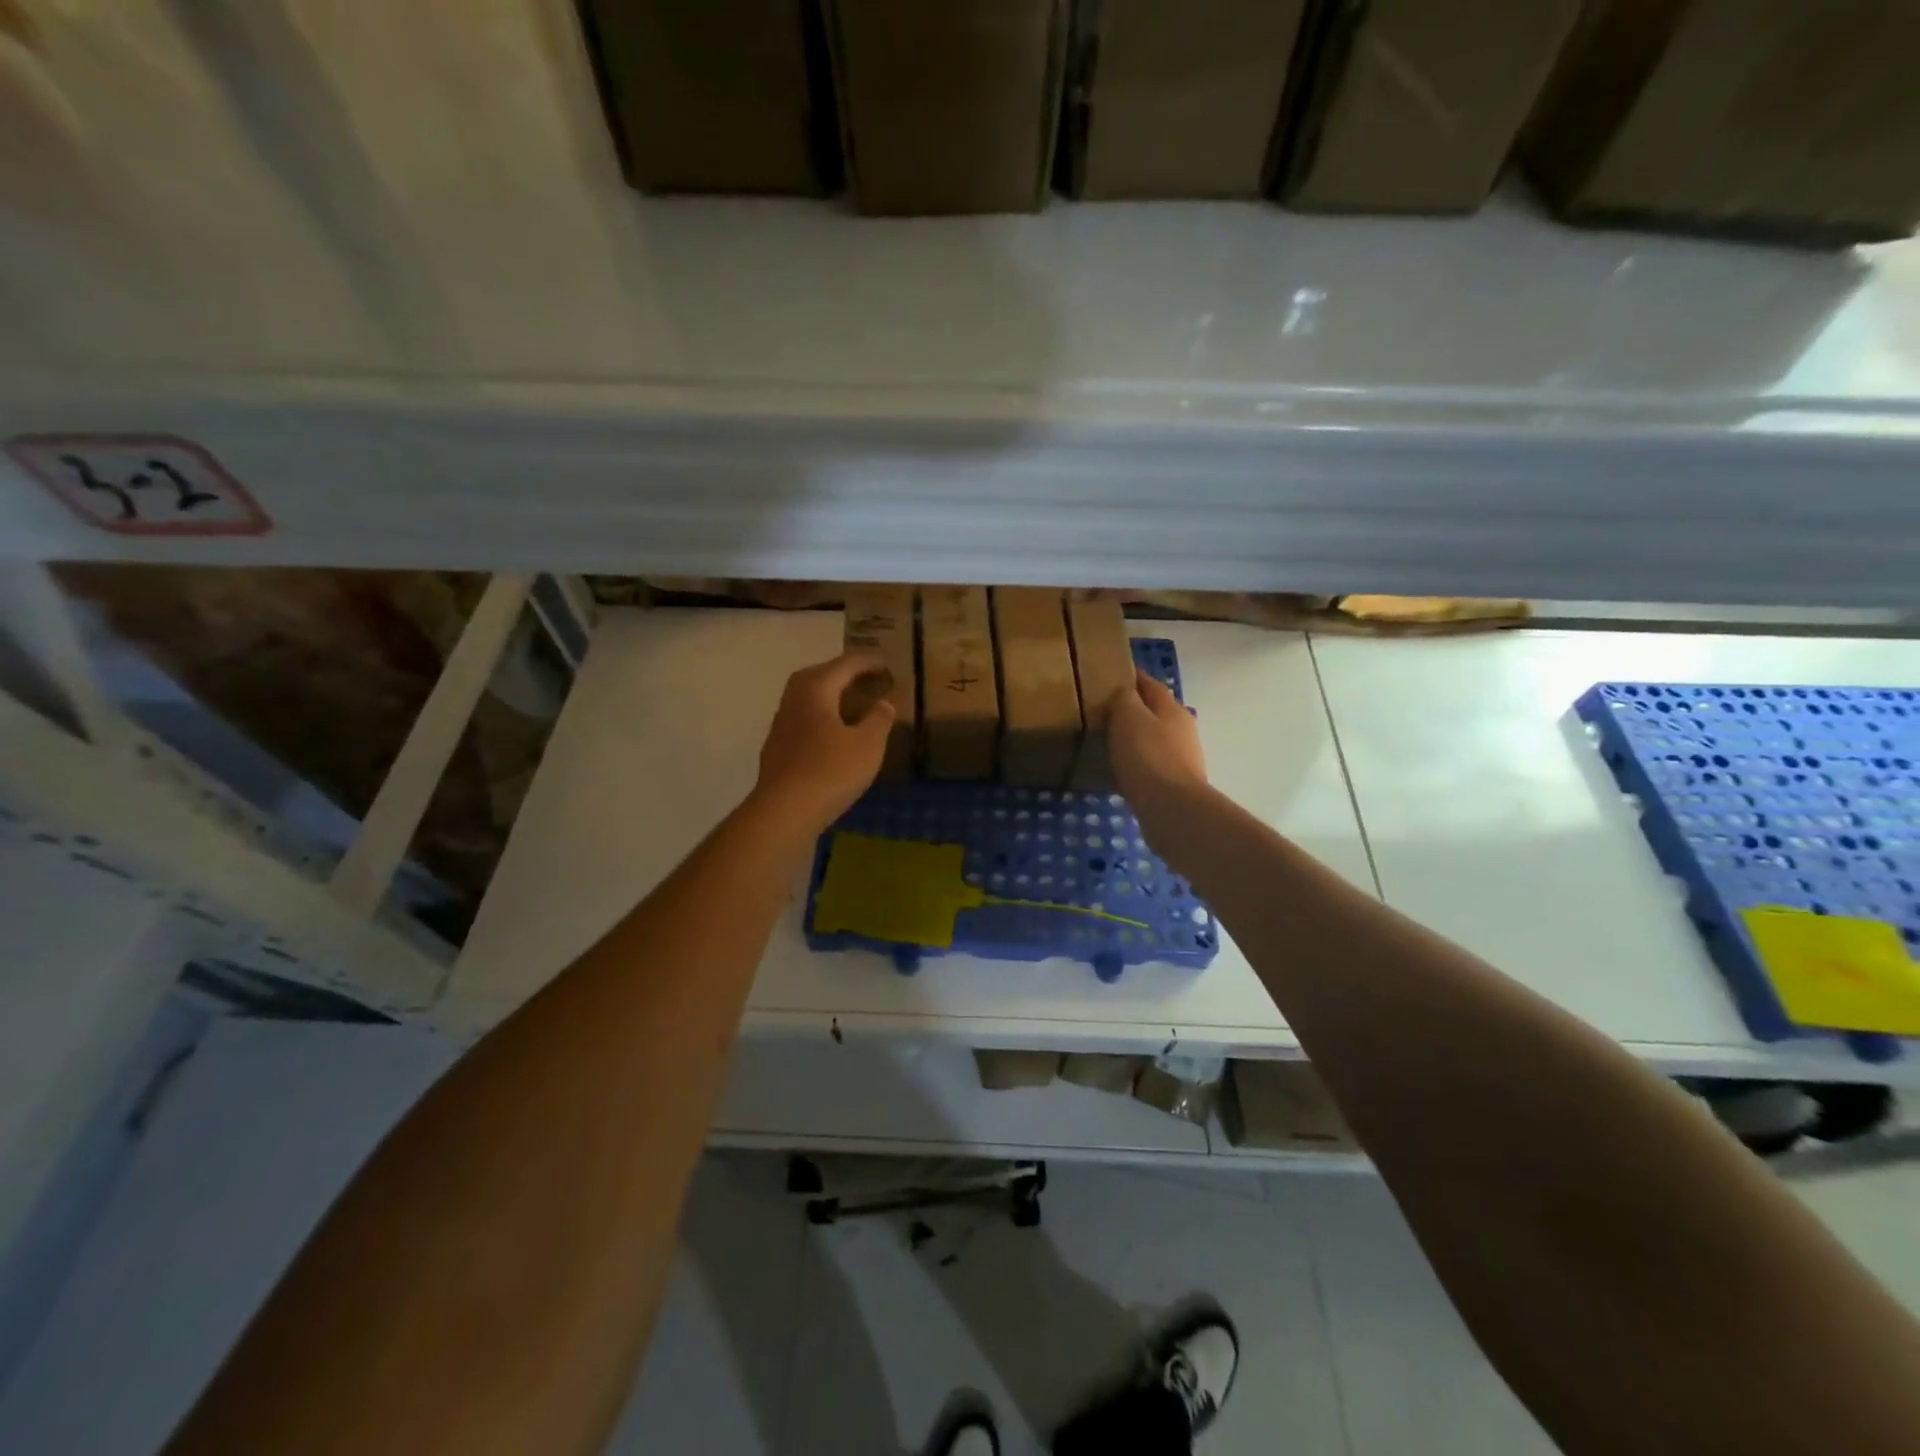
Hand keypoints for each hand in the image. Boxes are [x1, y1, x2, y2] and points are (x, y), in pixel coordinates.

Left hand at [750, 651, 895, 837]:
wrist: (784, 811)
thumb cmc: (830, 771)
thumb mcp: (868, 745)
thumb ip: (879, 719)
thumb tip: (883, 703)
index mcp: (816, 689)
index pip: (845, 664)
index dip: (869, 662)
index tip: (888, 666)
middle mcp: (794, 699)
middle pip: (820, 675)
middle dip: (845, 674)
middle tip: (868, 680)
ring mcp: (781, 724)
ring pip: (809, 698)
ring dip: (831, 696)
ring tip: (854, 705)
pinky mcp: (777, 748)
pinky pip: (804, 720)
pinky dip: (822, 718)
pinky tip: (834, 735)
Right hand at [1107, 671, 1208, 831]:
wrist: (1171, 808)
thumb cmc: (1147, 755)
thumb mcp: (1128, 716)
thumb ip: (1123, 699)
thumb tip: (1122, 694)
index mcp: (1171, 708)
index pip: (1150, 684)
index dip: (1131, 677)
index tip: (1110, 676)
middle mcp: (1182, 729)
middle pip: (1154, 712)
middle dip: (1132, 710)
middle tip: (1103, 713)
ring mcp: (1182, 758)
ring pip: (1153, 739)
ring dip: (1134, 739)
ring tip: (1108, 743)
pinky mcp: (1175, 784)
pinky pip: (1150, 765)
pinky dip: (1136, 763)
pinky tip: (1120, 771)